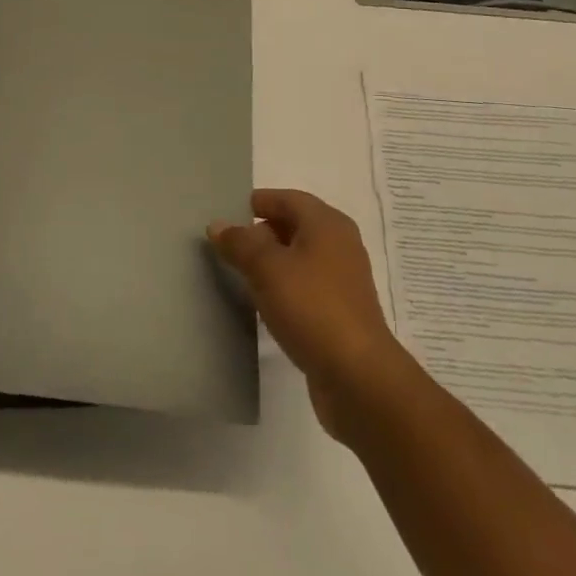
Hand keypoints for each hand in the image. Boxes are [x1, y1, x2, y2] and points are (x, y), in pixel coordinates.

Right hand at [208, 189, 404, 441]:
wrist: (358, 377)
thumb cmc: (312, 308)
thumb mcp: (267, 269)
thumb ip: (240, 243)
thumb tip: (218, 225)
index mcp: (327, 223)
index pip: (286, 198)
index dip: (257, 203)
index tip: (226, 217)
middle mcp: (339, 244)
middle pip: (294, 226)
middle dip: (261, 233)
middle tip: (228, 248)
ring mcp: (343, 280)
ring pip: (299, 258)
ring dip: (271, 263)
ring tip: (240, 276)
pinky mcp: (341, 312)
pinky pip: (306, 287)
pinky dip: (284, 288)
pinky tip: (264, 304)